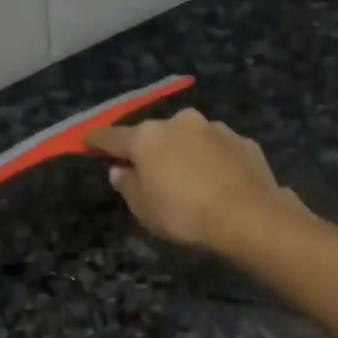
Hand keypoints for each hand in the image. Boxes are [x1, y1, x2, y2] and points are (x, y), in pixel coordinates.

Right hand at [85, 109, 307, 251]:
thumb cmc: (184, 214)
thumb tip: (120, 170)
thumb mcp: (143, 209)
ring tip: (189, 178)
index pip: (112, 136)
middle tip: (148, 170)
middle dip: (149, 149)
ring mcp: (214, 128)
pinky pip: (218, 149)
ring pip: (189, 138)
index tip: (87, 141)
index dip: (97, 141)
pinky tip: (218, 181)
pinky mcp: (242, 141)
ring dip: (184, 152)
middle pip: (154, 135)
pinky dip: (212, 160)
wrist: (249, 216)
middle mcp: (179, 122)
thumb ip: (127, 186)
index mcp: (147, 137)